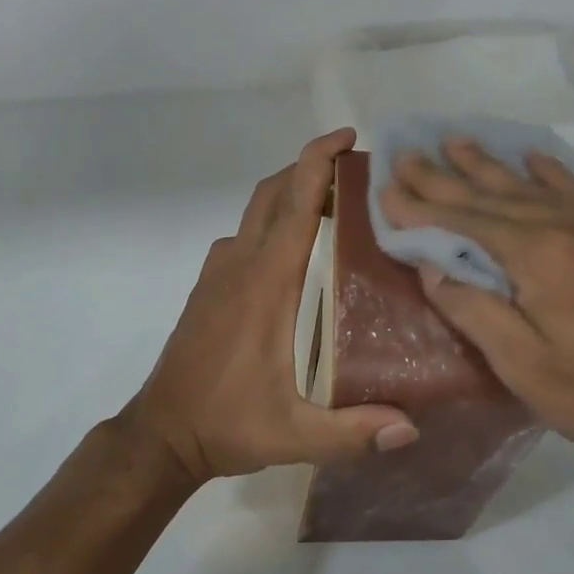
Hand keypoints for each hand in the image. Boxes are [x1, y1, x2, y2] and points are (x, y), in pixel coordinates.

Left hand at [122, 129, 418, 482]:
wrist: (162, 433)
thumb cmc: (228, 424)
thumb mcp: (295, 436)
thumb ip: (353, 432)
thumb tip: (411, 429)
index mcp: (266, 284)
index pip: (295, 205)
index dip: (318, 161)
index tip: (348, 137)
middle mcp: (240, 265)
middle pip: (273, 193)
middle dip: (310, 168)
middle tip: (356, 173)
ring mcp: (218, 272)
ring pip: (256, 211)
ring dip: (291, 194)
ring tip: (336, 207)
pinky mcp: (208, 286)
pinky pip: (244, 236)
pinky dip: (272, 221)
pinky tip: (297, 252)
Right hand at [379, 138, 573, 505]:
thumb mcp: (528, 369)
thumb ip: (475, 312)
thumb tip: (432, 268)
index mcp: (538, 257)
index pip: (464, 220)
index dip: (421, 205)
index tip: (386, 185)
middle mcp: (569, 226)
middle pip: (493, 194)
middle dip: (446, 175)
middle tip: (409, 153)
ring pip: (534, 186)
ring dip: (491, 165)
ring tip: (458, 142)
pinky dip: (550, 173)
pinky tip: (535, 160)